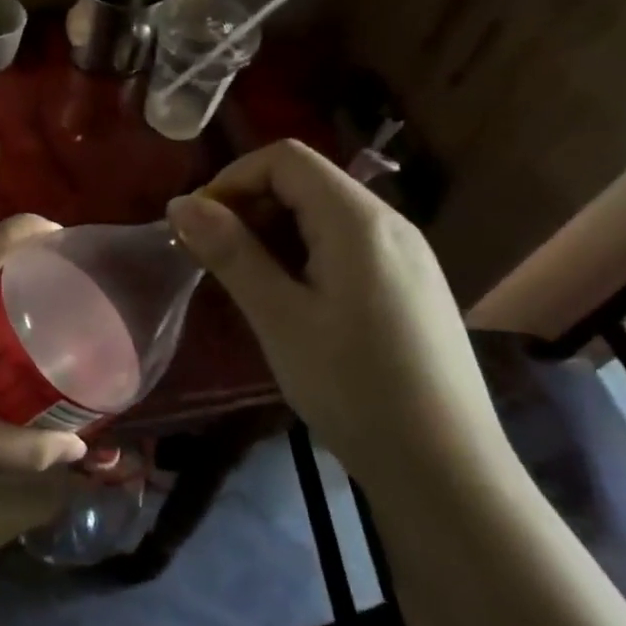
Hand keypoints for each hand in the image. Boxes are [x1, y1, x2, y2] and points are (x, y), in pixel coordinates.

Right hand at [165, 140, 502, 489]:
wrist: (445, 466)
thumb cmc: (354, 388)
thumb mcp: (280, 318)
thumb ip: (231, 253)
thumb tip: (180, 204)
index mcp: (358, 221)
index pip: (285, 158)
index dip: (232, 179)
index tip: (198, 226)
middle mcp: (389, 223)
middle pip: (306, 181)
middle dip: (249, 207)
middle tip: (213, 259)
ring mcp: (406, 254)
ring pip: (325, 215)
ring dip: (274, 234)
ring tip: (246, 284)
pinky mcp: (411, 284)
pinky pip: (347, 245)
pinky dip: (304, 255)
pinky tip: (292, 302)